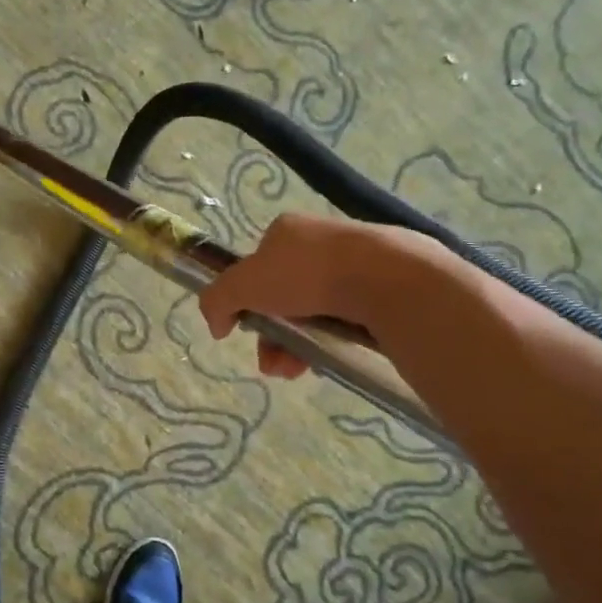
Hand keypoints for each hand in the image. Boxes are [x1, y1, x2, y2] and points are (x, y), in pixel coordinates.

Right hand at [199, 212, 425, 378]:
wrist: (386, 280)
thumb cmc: (307, 274)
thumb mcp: (244, 284)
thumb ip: (217, 300)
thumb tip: (215, 324)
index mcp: (287, 231)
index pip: (256, 268)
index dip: (247, 301)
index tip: (247, 330)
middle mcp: (320, 243)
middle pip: (283, 296)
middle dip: (273, 335)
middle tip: (274, 364)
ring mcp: (354, 265)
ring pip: (313, 313)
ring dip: (296, 346)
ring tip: (297, 371)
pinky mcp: (382, 288)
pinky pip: (346, 320)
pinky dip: (330, 342)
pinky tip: (327, 361)